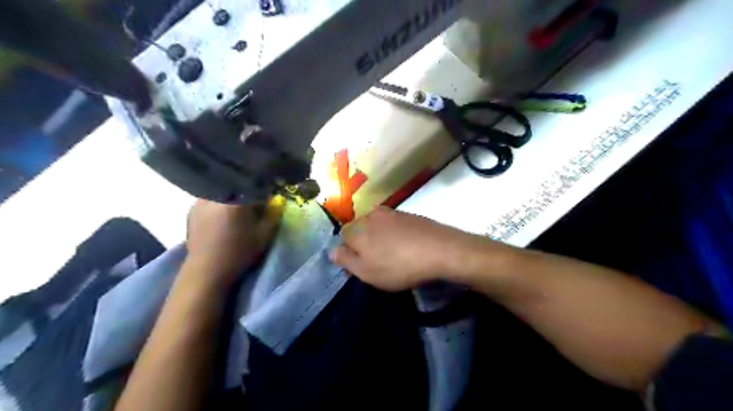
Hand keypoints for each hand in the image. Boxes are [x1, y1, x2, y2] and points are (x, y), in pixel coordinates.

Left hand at [187, 197, 282, 287]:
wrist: (206, 270)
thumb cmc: (239, 252)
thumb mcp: (264, 235)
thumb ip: (273, 215)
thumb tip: (277, 202)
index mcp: (237, 200)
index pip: (256, 188)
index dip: (264, 195)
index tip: (268, 204)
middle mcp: (218, 195)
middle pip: (238, 188)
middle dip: (247, 195)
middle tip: (253, 209)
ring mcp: (201, 200)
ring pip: (224, 193)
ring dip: (232, 199)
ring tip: (236, 215)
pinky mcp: (192, 209)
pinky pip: (211, 200)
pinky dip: (219, 205)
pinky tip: (221, 219)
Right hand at [329, 207, 484, 290]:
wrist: (440, 250)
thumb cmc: (398, 266)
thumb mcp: (367, 272)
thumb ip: (346, 260)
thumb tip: (332, 251)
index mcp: (358, 229)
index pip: (343, 235)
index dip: (349, 250)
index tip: (361, 264)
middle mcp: (371, 215)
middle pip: (360, 228)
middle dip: (364, 242)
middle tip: (377, 260)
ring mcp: (392, 212)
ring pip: (377, 225)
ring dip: (380, 237)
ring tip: (393, 254)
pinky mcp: (409, 214)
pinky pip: (394, 224)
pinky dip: (395, 233)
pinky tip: (407, 245)